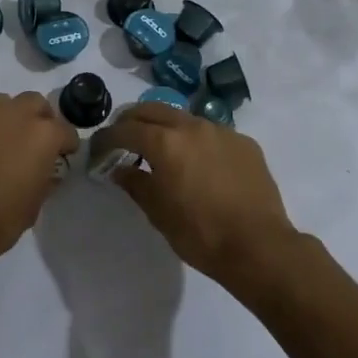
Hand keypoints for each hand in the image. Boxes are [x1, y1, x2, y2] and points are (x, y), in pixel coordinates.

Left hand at [0, 93, 76, 275]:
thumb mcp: (33, 207)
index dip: (66, 145)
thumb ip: (43, 179)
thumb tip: (44, 170)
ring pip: (1, 105)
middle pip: (35, 103)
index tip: (62, 158)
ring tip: (1, 145)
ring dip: (7, 120)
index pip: (65, 131)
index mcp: (41, 134)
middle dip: (38, 119)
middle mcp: (12, 114)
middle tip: (33, 144)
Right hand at [90, 104, 297, 288]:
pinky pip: (211, 134)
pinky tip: (198, 165)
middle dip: (132, 121)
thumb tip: (120, 170)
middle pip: (152, 109)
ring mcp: (221, 131)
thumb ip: (135, 184)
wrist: (259, 247)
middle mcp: (192, 126)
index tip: (98, 149)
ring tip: (160, 151)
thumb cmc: (201, 234)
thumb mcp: (158, 213)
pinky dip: (195, 142)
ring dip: (165, 128)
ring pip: (183, 118)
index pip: (125, 129)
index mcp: (165, 142)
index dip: (107, 138)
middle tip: (123, 140)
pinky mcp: (244, 143)